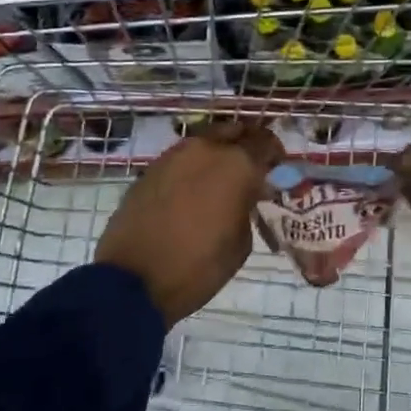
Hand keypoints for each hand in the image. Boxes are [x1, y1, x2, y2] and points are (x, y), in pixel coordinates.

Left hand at [97, 122, 283, 324]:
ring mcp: (174, 155)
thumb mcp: (241, 242)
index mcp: (237, 164)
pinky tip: (191, 190)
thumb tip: (242, 195)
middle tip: (250, 168)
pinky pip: (181, 158)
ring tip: (219, 179)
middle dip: (245, 145)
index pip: (266, 142)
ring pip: (205, 140)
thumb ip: (247, 206)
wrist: (133, 280)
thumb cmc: (198, 266)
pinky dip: (192, 167)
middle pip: (234, 130)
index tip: (277, 169)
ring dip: (217, 153)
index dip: (275, 154)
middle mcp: (206, 149)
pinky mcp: (150, 169)